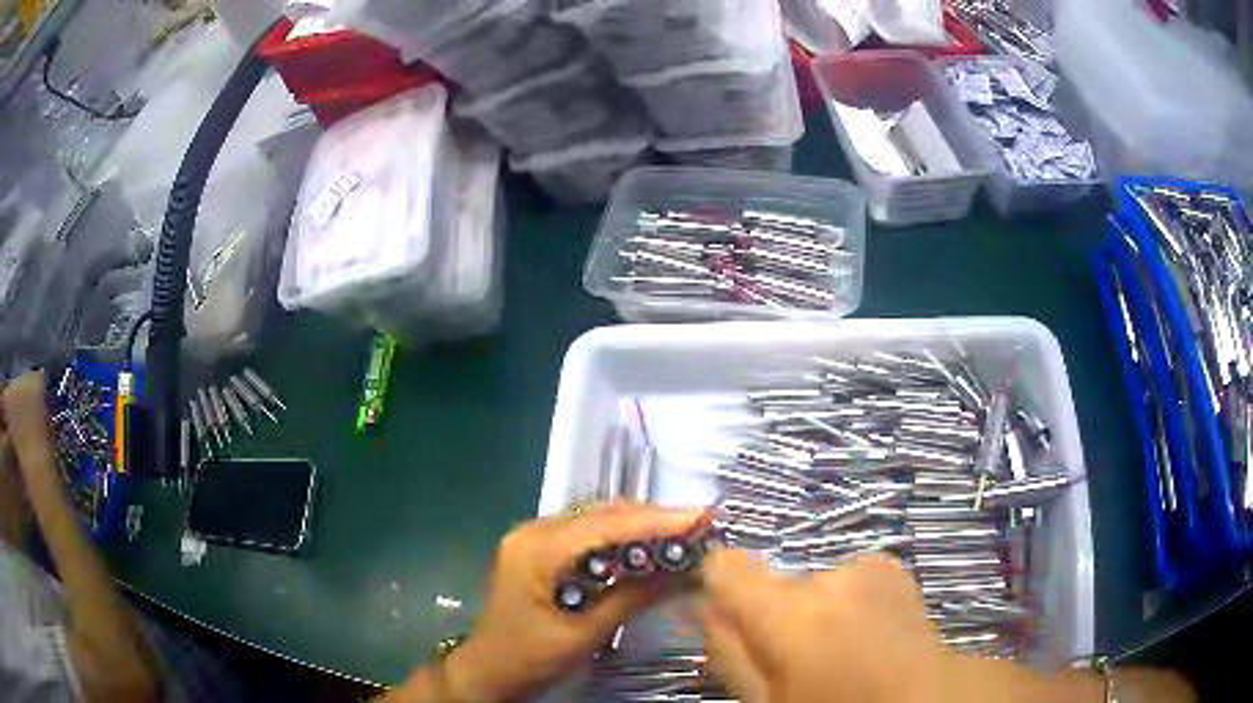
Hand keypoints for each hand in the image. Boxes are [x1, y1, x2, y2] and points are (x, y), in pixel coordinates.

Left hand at [442, 502, 709, 701]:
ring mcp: (535, 537)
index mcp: (538, 548)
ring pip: (598, 520)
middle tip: (701, 525)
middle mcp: (534, 530)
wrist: (488, 670)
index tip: (702, 518)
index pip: (606, 525)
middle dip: (654, 520)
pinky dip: (622, 538)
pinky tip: (648, 547)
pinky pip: (589, 534)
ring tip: (685, 533)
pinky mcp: (541, 549)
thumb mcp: (584, 634)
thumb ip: (632, 597)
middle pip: (603, 515)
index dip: (657, 521)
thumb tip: (684, 571)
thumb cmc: (530, 657)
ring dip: (641, 526)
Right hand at [699, 551, 1196, 702]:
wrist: (929, 701)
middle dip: (774, 615)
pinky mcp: (891, 567)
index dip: (718, 587)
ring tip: (843, 653)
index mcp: (790, 613)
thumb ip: (728, 651)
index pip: (727, 565)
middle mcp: (828, 575)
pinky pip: (847, 581)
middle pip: (774, 581)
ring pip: (813, 584)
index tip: (724, 616)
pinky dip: (847, 605)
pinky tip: (872, 638)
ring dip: (815, 613)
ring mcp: (867, 566)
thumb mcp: (765, 702)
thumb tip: (704, 608)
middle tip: (797, 661)